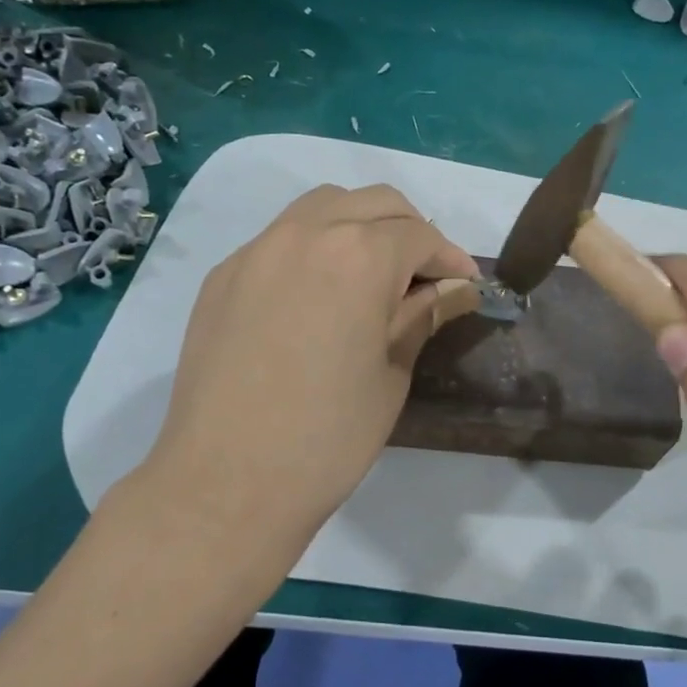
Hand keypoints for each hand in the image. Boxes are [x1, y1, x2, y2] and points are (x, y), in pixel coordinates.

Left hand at [137, 185, 478, 556]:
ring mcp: (255, 251)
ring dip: (359, 227)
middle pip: (373, 203)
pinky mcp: (222, 277)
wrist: (227, 482)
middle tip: (425, 276)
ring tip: (373, 275)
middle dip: (410, 230)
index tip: (464, 285)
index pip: (419, 235)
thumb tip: (455, 287)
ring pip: (321, 208)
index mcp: (358, 256)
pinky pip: (279, 240)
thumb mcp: (392, 373)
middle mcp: (304, 234)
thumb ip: (422, 315)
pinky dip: (313, 248)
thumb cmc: (329, 436)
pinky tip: (317, 296)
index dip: (450, 257)